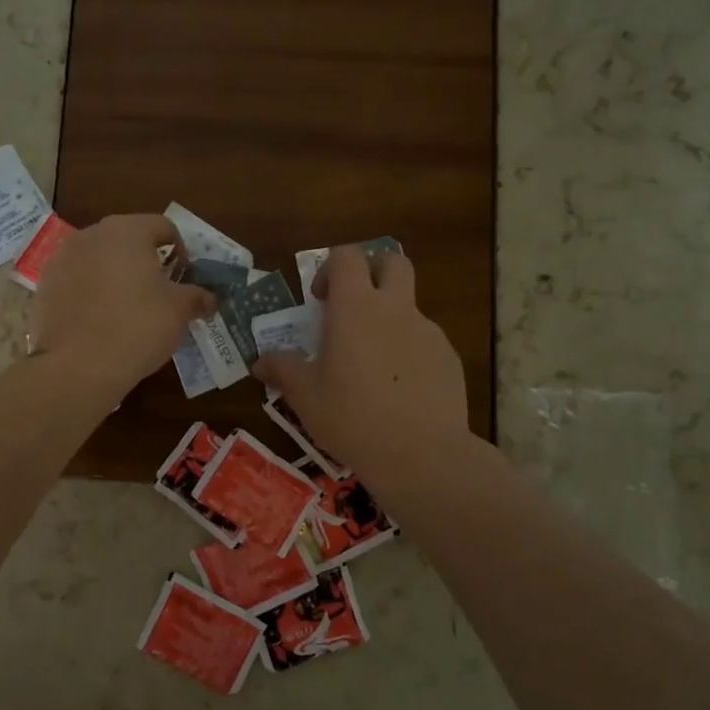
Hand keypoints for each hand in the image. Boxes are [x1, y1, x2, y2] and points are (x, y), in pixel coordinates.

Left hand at [30, 214, 214, 393]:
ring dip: (113, 275)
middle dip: (144, 260)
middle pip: (126, 239)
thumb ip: (196, 297)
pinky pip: (75, 282)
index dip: (180, 249)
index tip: (184, 277)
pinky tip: (98, 322)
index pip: (162, 226)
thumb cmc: (138, 327)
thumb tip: (210, 298)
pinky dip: (88, 293)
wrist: (78, 366)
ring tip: (125, 307)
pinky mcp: (43, 287)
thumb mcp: (178, 311)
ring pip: (97, 259)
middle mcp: (91, 235)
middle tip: (158, 291)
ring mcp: (61, 259)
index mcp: (127, 231)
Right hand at [253, 245, 468, 489]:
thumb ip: (283, 370)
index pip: (347, 255)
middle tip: (352, 307)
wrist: (422, 454)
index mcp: (356, 308)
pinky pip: (424, 341)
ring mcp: (428, 331)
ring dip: (388, 318)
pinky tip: (398, 391)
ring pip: (409, 305)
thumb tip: (260, 361)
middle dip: (372, 272)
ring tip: (371, 365)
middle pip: (392, 261)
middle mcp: (395, 308)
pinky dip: (408, 351)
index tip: (320, 300)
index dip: (331, 268)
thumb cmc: (352, 418)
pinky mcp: (449, 357)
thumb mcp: (306, 397)